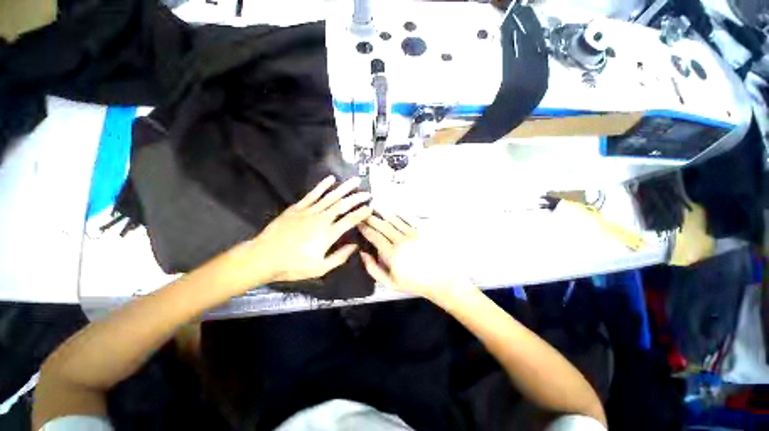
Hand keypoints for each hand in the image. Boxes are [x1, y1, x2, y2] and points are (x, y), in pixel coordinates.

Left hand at [232, 176, 372, 285]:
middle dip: (356, 198)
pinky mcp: (297, 208)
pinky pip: (312, 194)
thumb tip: (355, 247)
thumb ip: (339, 257)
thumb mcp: (319, 268)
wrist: (263, 257)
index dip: (361, 213)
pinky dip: (322, 186)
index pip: (350, 220)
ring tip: (355, 181)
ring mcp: (308, 212)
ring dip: (344, 188)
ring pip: (330, 197)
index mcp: (327, 234)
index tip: (370, 208)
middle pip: (342, 205)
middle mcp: (321, 219)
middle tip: (367, 193)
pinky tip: (331, 179)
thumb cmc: (292, 266)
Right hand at [358, 214, 474, 303]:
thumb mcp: (390, 282)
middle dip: (371, 218)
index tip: (359, 223)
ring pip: (394, 220)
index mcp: (392, 254)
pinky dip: (397, 215)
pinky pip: (406, 220)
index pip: (375, 236)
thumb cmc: (414, 282)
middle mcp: (401, 241)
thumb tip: (364, 254)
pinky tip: (392, 213)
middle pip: (383, 225)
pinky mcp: (421, 232)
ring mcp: (412, 235)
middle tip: (364, 213)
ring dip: (383, 214)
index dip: (365, 228)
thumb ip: (373, 269)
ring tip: (376, 210)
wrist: (440, 279)